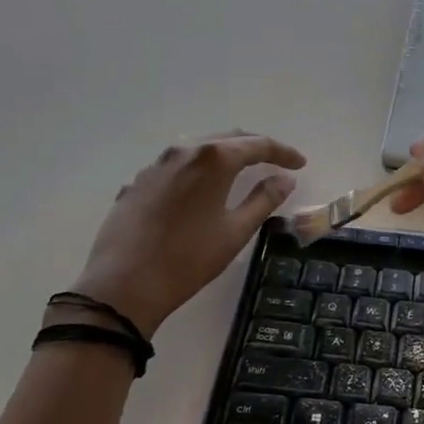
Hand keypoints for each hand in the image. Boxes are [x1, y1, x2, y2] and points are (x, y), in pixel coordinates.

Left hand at [69, 132, 304, 336]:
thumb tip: (285, 180)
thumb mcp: (235, 231)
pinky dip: (199, 169)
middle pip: (227, 138)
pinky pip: (177, 165)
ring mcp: (156, 165)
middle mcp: (183, 151)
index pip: (257, 145)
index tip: (300, 164)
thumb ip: (264, 200)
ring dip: (225, 155)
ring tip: (242, 170)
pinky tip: (203, 189)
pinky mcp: (138, 182)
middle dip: (255, 147)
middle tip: (276, 161)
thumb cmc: (188, 259)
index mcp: (213, 159)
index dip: (282, 152)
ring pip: (199, 148)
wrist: (123, 285)